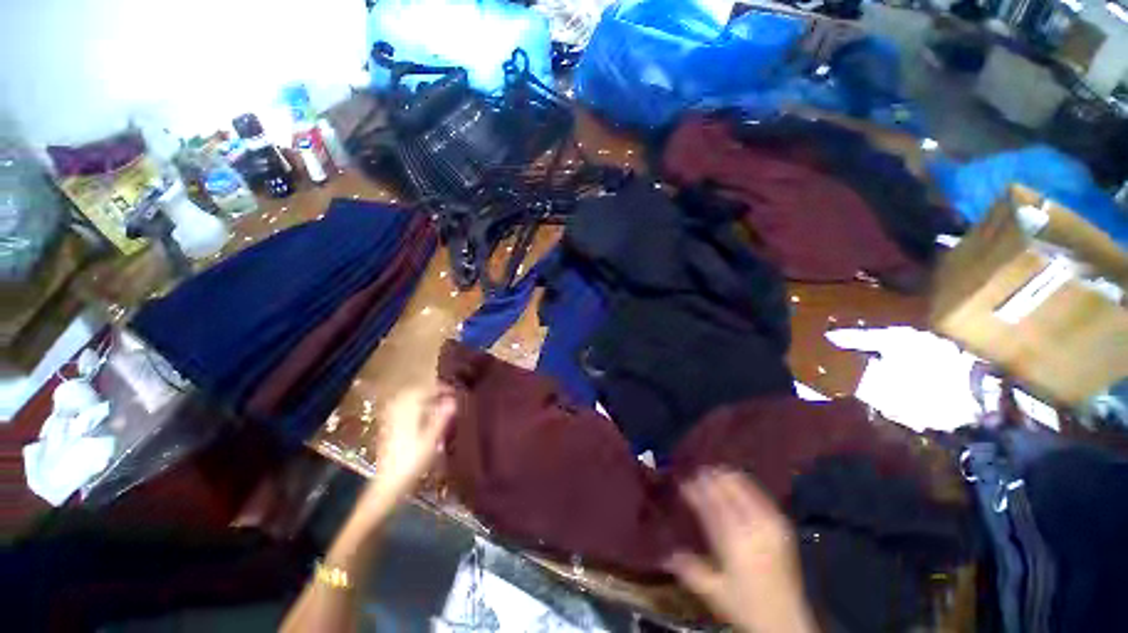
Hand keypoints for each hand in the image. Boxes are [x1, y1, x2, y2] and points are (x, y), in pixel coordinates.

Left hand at [353, 385, 456, 523]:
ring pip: (407, 399)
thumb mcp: (432, 440)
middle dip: (431, 390)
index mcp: (409, 411)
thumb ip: (442, 418)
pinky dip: (413, 406)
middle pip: (414, 392)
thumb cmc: (413, 462)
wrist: (388, 485)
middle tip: (447, 394)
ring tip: (437, 401)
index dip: (441, 388)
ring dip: (422, 396)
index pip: (425, 390)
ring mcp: (391, 420)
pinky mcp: (389, 429)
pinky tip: (422, 413)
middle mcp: (398, 412)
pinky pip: (401, 408)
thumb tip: (454, 400)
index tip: (455, 391)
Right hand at [667, 469, 817, 632]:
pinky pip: (760, 494)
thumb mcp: (713, 592)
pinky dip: (744, 484)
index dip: (695, 490)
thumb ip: (690, 569)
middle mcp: (753, 526)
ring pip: (744, 487)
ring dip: (726, 477)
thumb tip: (666, 554)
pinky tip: (736, 482)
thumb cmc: (746, 606)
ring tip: (713, 473)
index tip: (683, 481)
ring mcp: (770, 523)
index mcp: (734, 541)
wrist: (787, 621)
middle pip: (728, 490)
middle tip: (696, 473)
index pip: (710, 504)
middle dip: (710, 478)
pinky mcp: (782, 524)